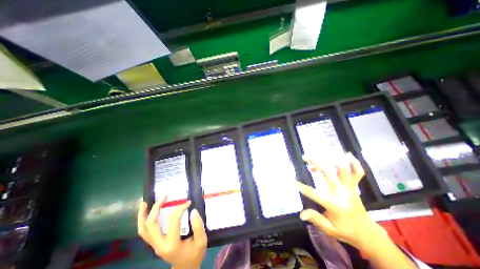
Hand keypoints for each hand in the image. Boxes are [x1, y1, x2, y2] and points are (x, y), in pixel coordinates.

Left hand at [137, 195, 206, 268]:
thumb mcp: (202, 240)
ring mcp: (154, 245)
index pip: (172, 221)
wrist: (186, 268)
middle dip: (156, 208)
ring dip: (143, 215)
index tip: (188, 202)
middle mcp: (159, 245)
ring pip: (143, 229)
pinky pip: (145, 232)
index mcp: (172, 244)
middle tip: (164, 196)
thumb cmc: (195, 254)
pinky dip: (143, 221)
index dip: (180, 208)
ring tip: (145, 202)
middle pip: (151, 224)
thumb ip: (198, 225)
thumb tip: (192, 210)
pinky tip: (146, 212)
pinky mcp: (154, 244)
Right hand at [299, 152, 387, 248]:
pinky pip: (358, 173)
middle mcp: (342, 193)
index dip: (304, 188)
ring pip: (343, 170)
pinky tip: (348, 154)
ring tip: (324, 151)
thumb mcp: (330, 229)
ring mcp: (350, 188)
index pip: (315, 194)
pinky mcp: (354, 187)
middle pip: (328, 174)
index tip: (294, 182)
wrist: (367, 233)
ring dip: (334, 159)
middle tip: (305, 157)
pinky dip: (355, 163)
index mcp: (335, 204)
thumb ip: (316, 219)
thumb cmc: (346, 231)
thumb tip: (301, 215)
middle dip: (315, 163)